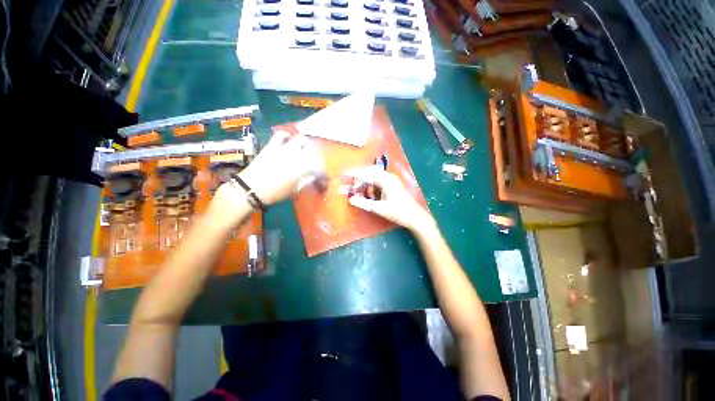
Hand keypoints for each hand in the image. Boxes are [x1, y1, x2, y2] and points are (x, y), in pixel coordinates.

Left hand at [238, 131, 324, 204]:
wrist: (250, 188)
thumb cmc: (275, 193)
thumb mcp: (295, 190)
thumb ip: (306, 181)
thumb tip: (314, 177)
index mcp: (303, 168)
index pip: (320, 167)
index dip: (324, 173)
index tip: (324, 179)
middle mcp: (297, 155)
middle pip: (313, 151)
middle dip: (316, 157)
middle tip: (314, 164)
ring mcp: (284, 148)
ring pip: (300, 140)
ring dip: (305, 145)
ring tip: (303, 151)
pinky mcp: (272, 145)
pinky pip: (281, 135)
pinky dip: (286, 137)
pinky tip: (287, 141)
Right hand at [344, 166, 434, 232]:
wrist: (415, 217)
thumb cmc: (399, 212)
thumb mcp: (380, 209)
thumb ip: (364, 203)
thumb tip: (350, 200)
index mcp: (386, 180)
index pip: (367, 173)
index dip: (354, 173)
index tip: (344, 173)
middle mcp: (388, 177)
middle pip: (370, 172)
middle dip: (360, 178)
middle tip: (352, 186)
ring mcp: (391, 180)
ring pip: (374, 177)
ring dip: (366, 183)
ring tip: (361, 192)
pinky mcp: (392, 185)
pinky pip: (378, 182)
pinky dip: (372, 187)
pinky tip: (371, 195)